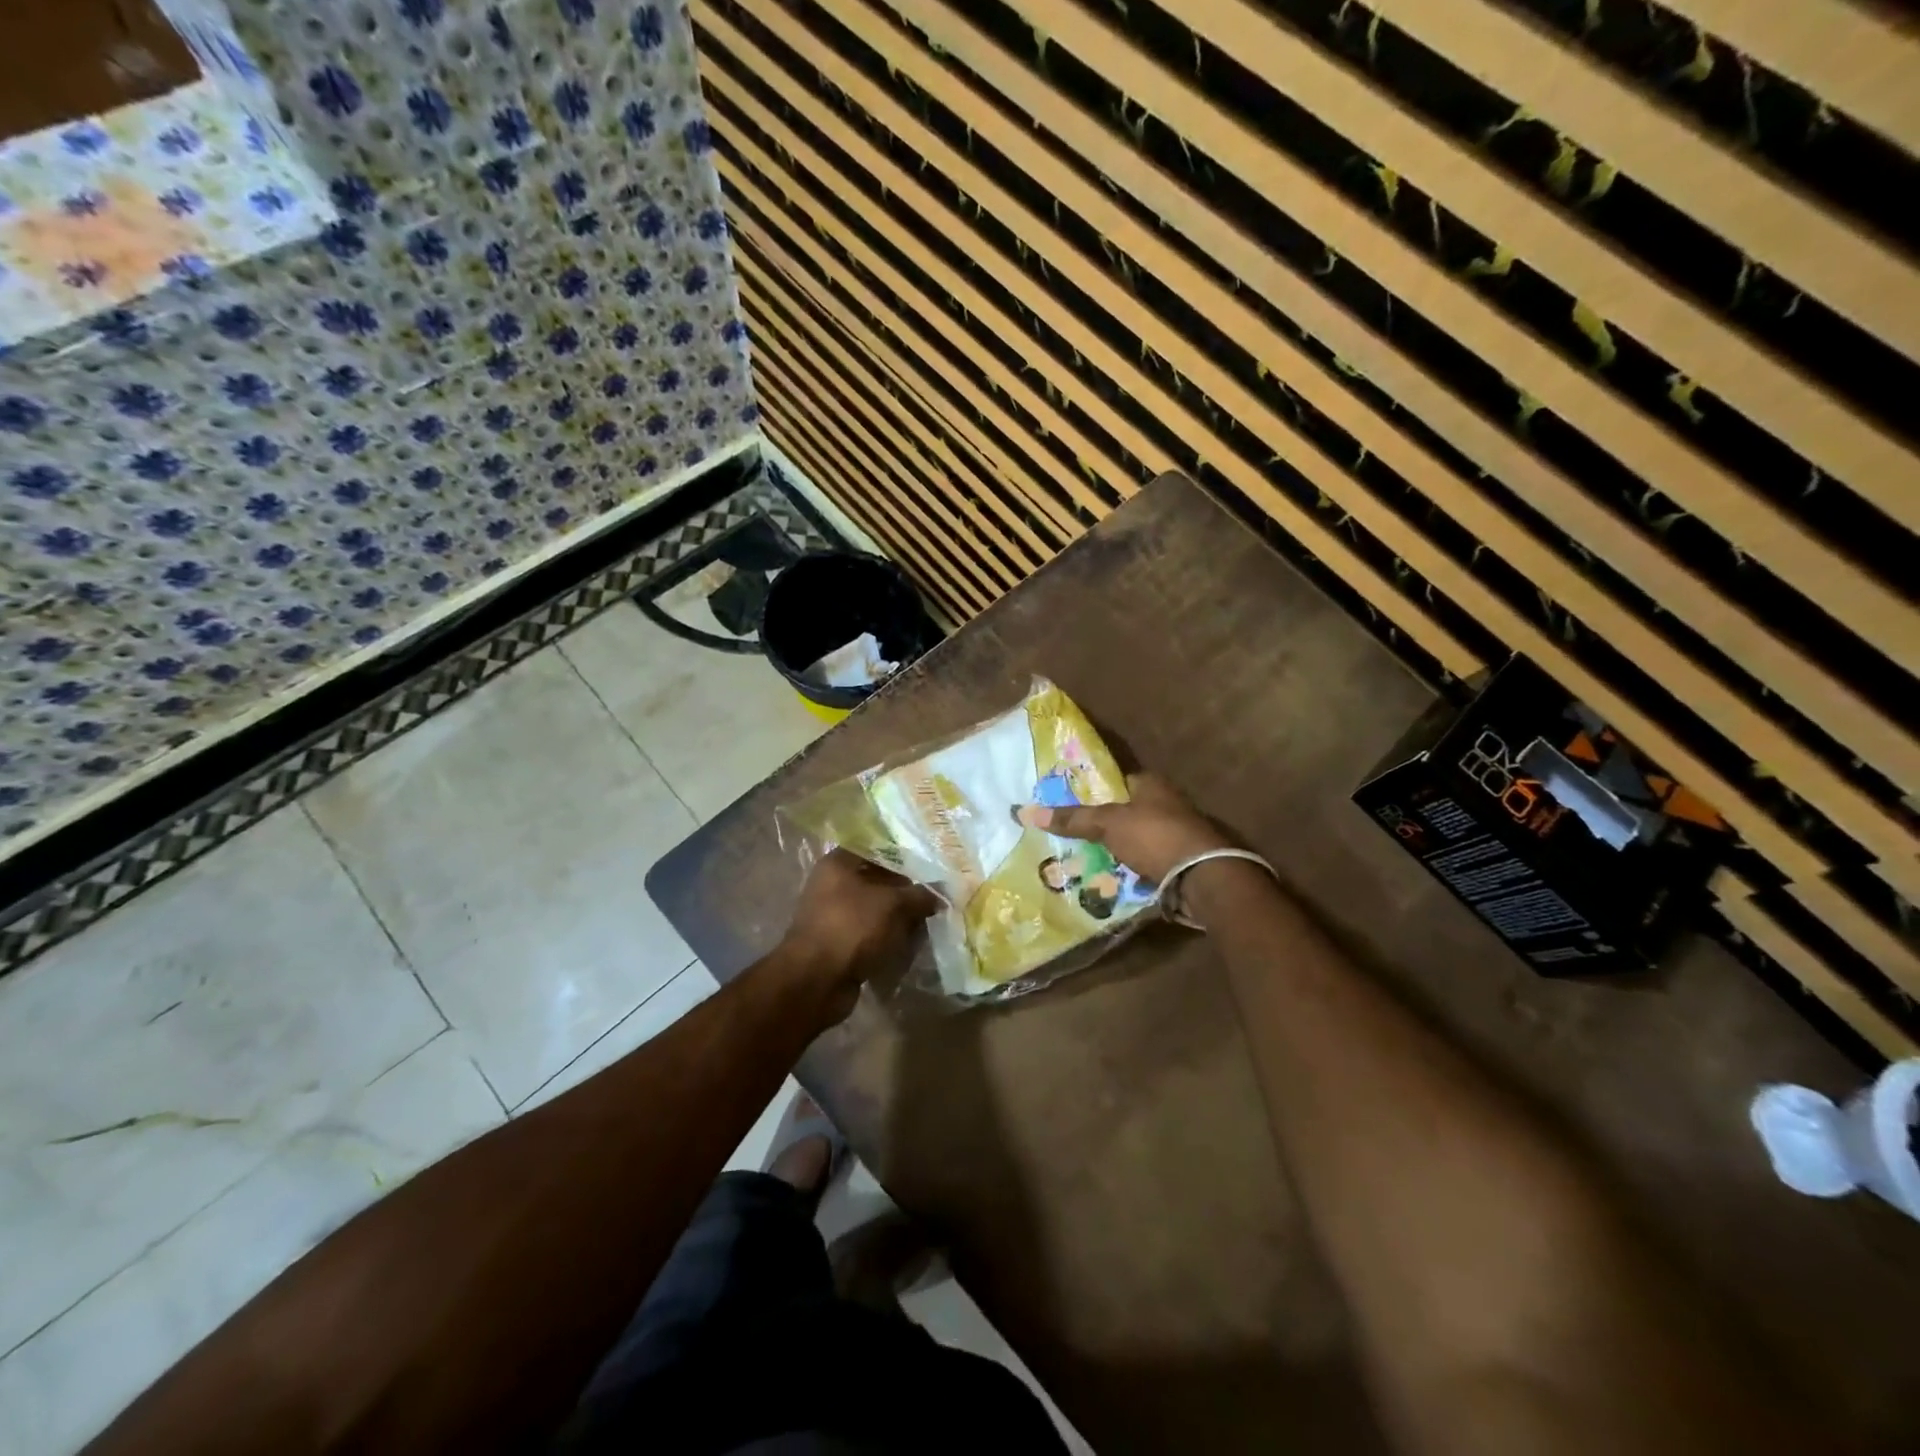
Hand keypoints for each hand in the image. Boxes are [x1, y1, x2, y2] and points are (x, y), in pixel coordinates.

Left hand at [777, 849, 940, 1022]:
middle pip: (877, 881)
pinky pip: (870, 934)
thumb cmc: (852, 926)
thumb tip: (941, 893)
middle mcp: (832, 885)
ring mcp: (834, 916)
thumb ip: (920, 895)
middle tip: (935, 895)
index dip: (903, 855)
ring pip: (875, 910)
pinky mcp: (839, 944)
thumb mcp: (893, 904)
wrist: (817, 980)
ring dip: (899, 917)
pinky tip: (911, 943)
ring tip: (927, 921)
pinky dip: (888, 938)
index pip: (876, 849)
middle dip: (905, 890)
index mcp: (838, 864)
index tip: (929, 864)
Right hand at [1016, 772, 1230, 882]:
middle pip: (1127, 812)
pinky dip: (1133, 870)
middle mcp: (1168, 804)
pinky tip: (1113, 879)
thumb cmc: (1154, 836)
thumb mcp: (1108, 824)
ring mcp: (1178, 834)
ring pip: (1137, 839)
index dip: (1096, 793)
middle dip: (1105, 826)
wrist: (1202, 877)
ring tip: (1086, 862)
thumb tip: (1027, 811)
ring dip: (1119, 851)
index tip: (1071, 808)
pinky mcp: (1182, 862)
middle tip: (1073, 839)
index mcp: (1152, 784)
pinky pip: (1148, 862)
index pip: (1118, 782)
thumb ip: (1073, 818)